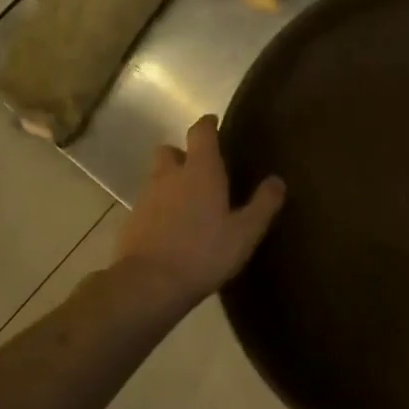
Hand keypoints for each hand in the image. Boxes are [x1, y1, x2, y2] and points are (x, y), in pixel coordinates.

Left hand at [116, 115, 284, 311]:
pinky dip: (160, 209)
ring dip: (171, 183)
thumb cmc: (204, 252)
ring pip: (157, 178)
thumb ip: (263, 204)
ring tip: (190, 204)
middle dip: (182, 154)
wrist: (148, 286)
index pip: (201, 132)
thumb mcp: (245, 232)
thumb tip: (277, 180)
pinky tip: (173, 230)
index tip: (214, 123)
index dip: (208, 124)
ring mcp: (146, 198)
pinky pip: (148, 205)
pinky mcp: (131, 222)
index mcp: (200, 171)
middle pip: (169, 151)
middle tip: (200, 169)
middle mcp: (170, 176)